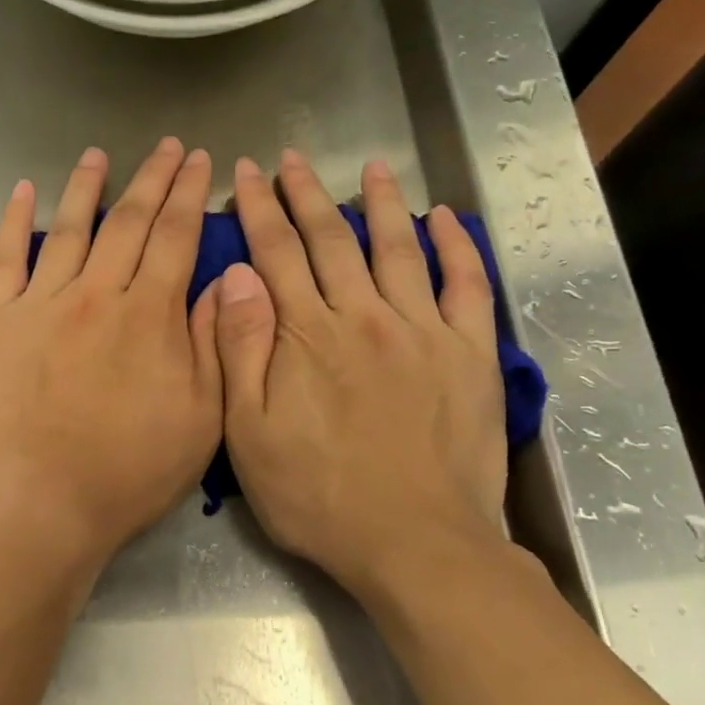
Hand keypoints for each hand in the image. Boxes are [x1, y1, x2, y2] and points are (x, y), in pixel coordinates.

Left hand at [0, 138, 223, 589]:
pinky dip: (15, 222)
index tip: (199, 162)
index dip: (190, 194)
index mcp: (148, 317)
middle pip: (128, 223)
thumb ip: (211, 345)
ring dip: (87, 188)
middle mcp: (95, 295)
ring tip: (99, 155)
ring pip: (69, 229)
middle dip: (152, 179)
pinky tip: (23, 192)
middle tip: (165, 147)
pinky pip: (5, 260)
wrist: (36, 511)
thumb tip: (219, 283)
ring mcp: (38, 305)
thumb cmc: (126, 475)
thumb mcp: (198, 421)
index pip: (175, 237)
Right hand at [214, 150, 508, 607]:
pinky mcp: (468, 354)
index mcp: (306, 335)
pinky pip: (466, 286)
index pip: (276, 253)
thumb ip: (239, 349)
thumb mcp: (248, 433)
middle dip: (306, 195)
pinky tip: (444, 218)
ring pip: (397, 249)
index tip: (246, 174)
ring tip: (371, 168)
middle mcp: (363, 316)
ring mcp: (422, 331)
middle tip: (292, 160)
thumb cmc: (317, 496)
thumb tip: (236, 277)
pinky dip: (456, 247)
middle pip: (331, 239)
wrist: (414, 544)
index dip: (257, 210)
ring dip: (380, 204)